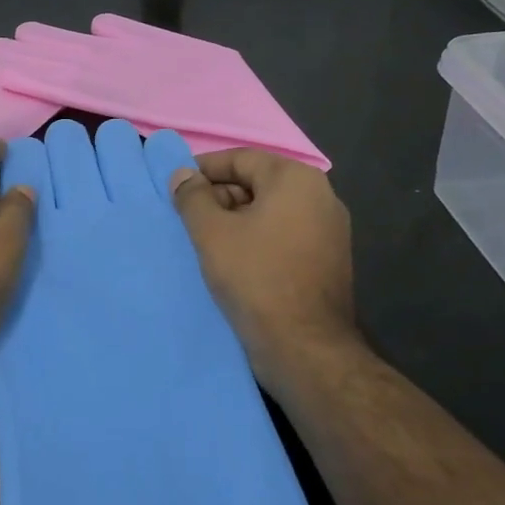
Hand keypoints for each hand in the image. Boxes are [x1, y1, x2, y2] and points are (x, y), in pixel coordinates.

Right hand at [168, 149, 359, 395]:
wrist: (305, 346)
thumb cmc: (255, 278)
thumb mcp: (211, 233)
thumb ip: (193, 196)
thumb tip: (182, 175)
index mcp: (295, 179)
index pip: (240, 158)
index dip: (203, 170)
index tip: (176, 188)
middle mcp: (320, 196)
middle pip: (257, 182)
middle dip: (219, 196)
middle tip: (187, 220)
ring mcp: (329, 230)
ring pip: (270, 211)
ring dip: (235, 220)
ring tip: (205, 242)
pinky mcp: (327, 259)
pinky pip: (284, 235)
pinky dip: (256, 239)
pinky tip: (232, 261)